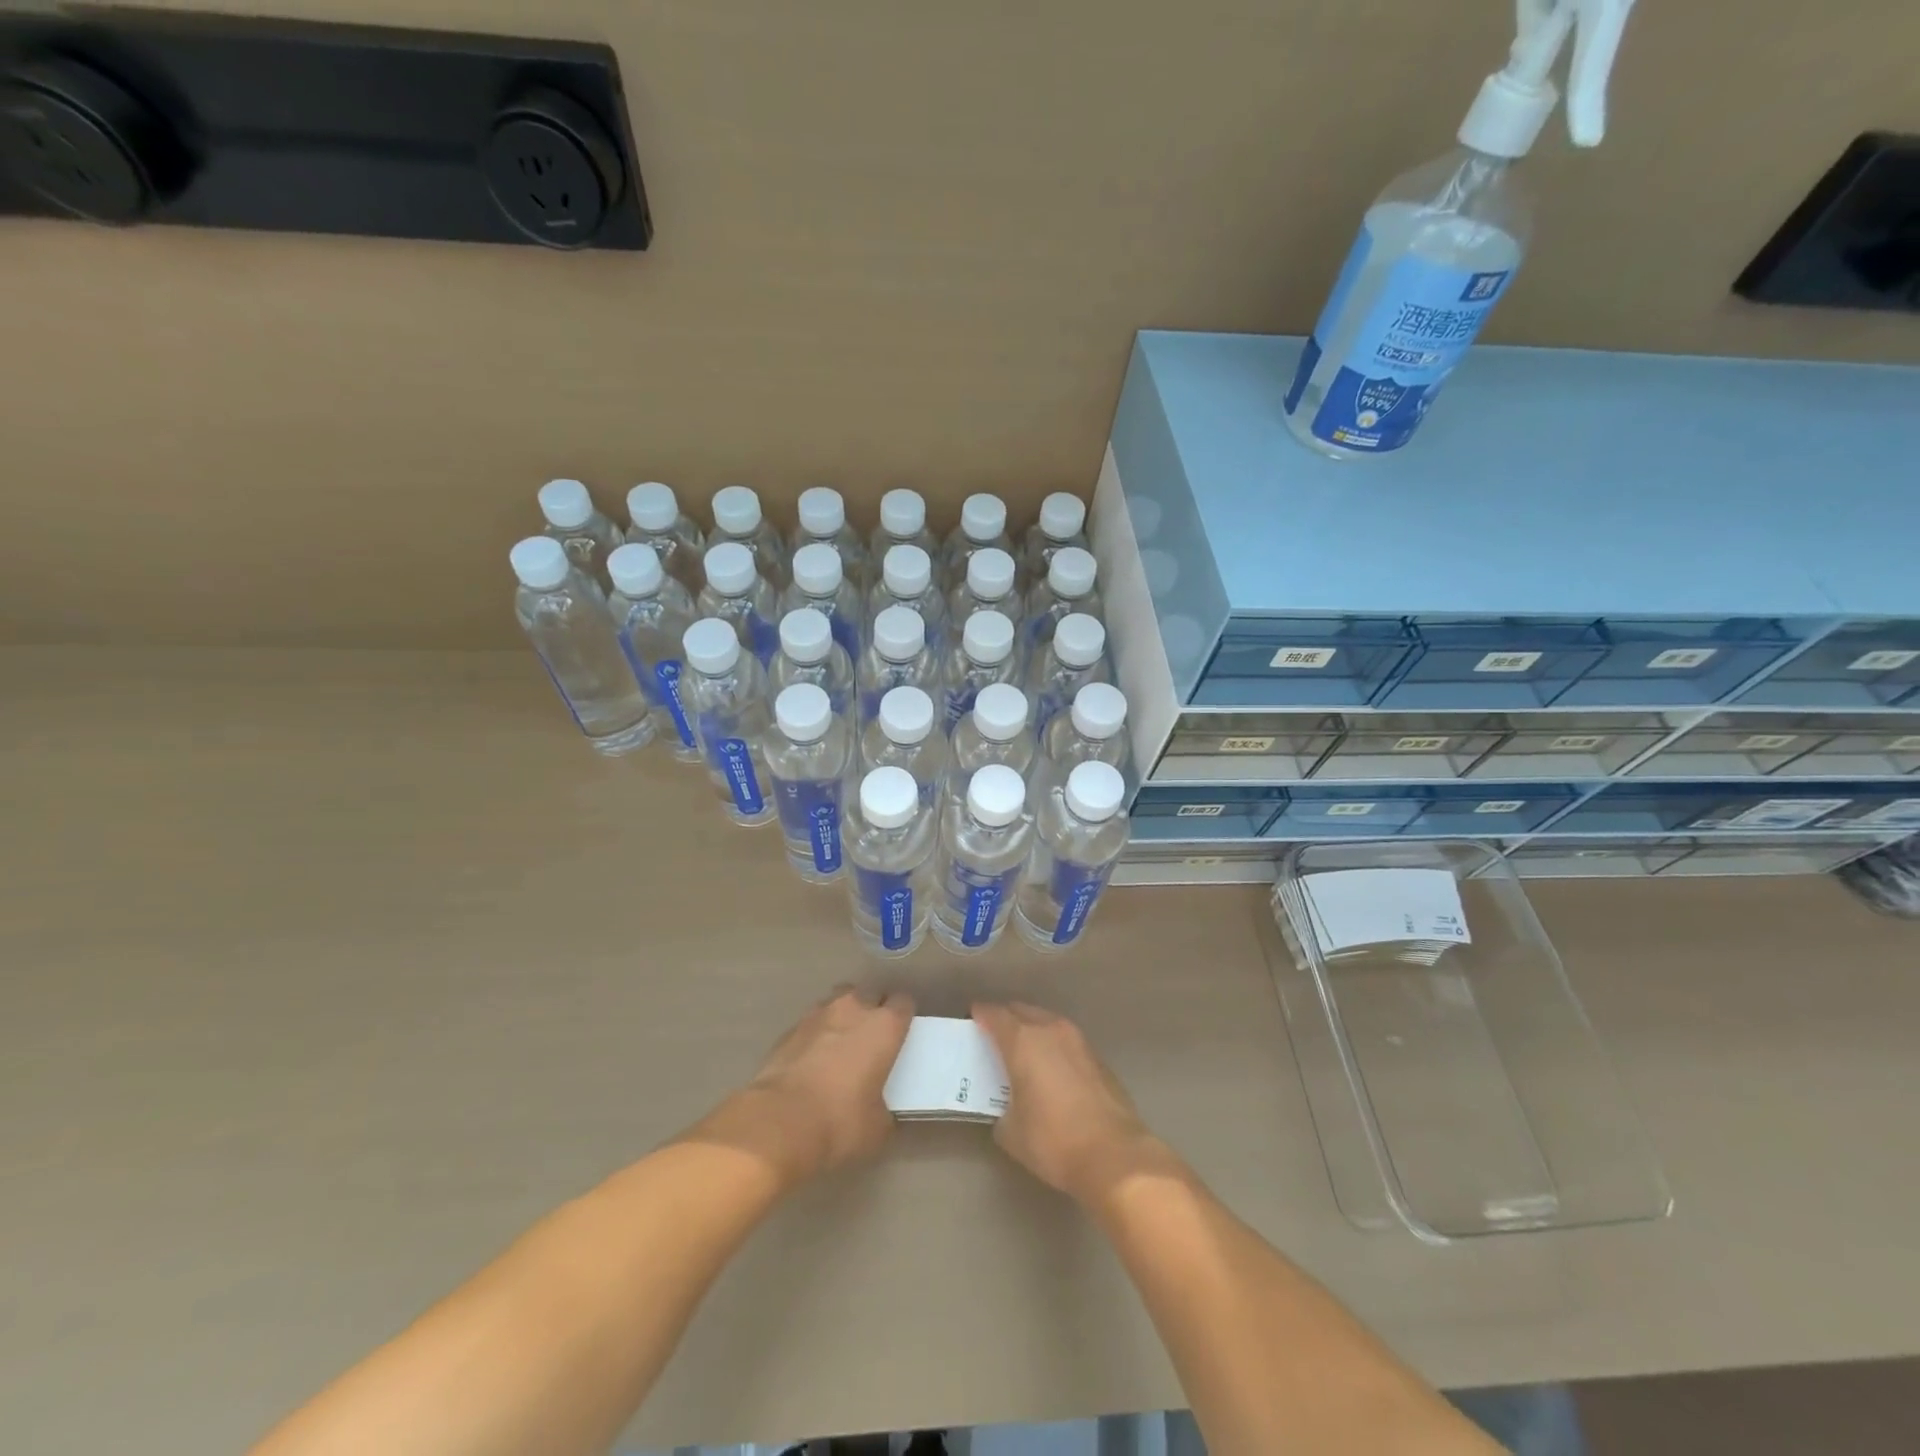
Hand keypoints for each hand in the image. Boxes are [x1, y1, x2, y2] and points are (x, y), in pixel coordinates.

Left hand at [688, 986, 913, 1188]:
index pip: (903, 1003)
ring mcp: (818, 1014)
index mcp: (884, 1026)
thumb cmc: (839, 1121)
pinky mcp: (789, 1028)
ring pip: (838, 1002)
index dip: (903, 1017)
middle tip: (870, 1040)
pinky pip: (811, 1023)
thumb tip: (878, 1109)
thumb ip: (883, 1107)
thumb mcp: (877, 1126)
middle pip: (870, 994)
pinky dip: (815, 1035)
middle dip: (872, 1011)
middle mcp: (854, 1009)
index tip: (900, 1034)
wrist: (778, 1122)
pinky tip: (811, 1060)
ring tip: (839, 1045)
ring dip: (842, 1017)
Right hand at [973, 1002, 1173, 1207]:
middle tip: (994, 1035)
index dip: (980, 1014)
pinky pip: (1066, 1040)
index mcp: (1023, 1041)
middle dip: (1006, 1018)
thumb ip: (1002, 1108)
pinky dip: (1053, 1046)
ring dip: (1032, 1029)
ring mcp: (1078, 1040)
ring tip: (1023, 1050)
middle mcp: (1050, 1030)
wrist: (1114, 1155)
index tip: (972, 1019)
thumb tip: (1008, 1106)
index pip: (994, 1014)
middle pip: (1021, 1010)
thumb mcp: (1011, 1131)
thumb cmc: (1053, 1141)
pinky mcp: (1097, 1057)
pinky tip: (1052, 1069)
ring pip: (1047, 1021)